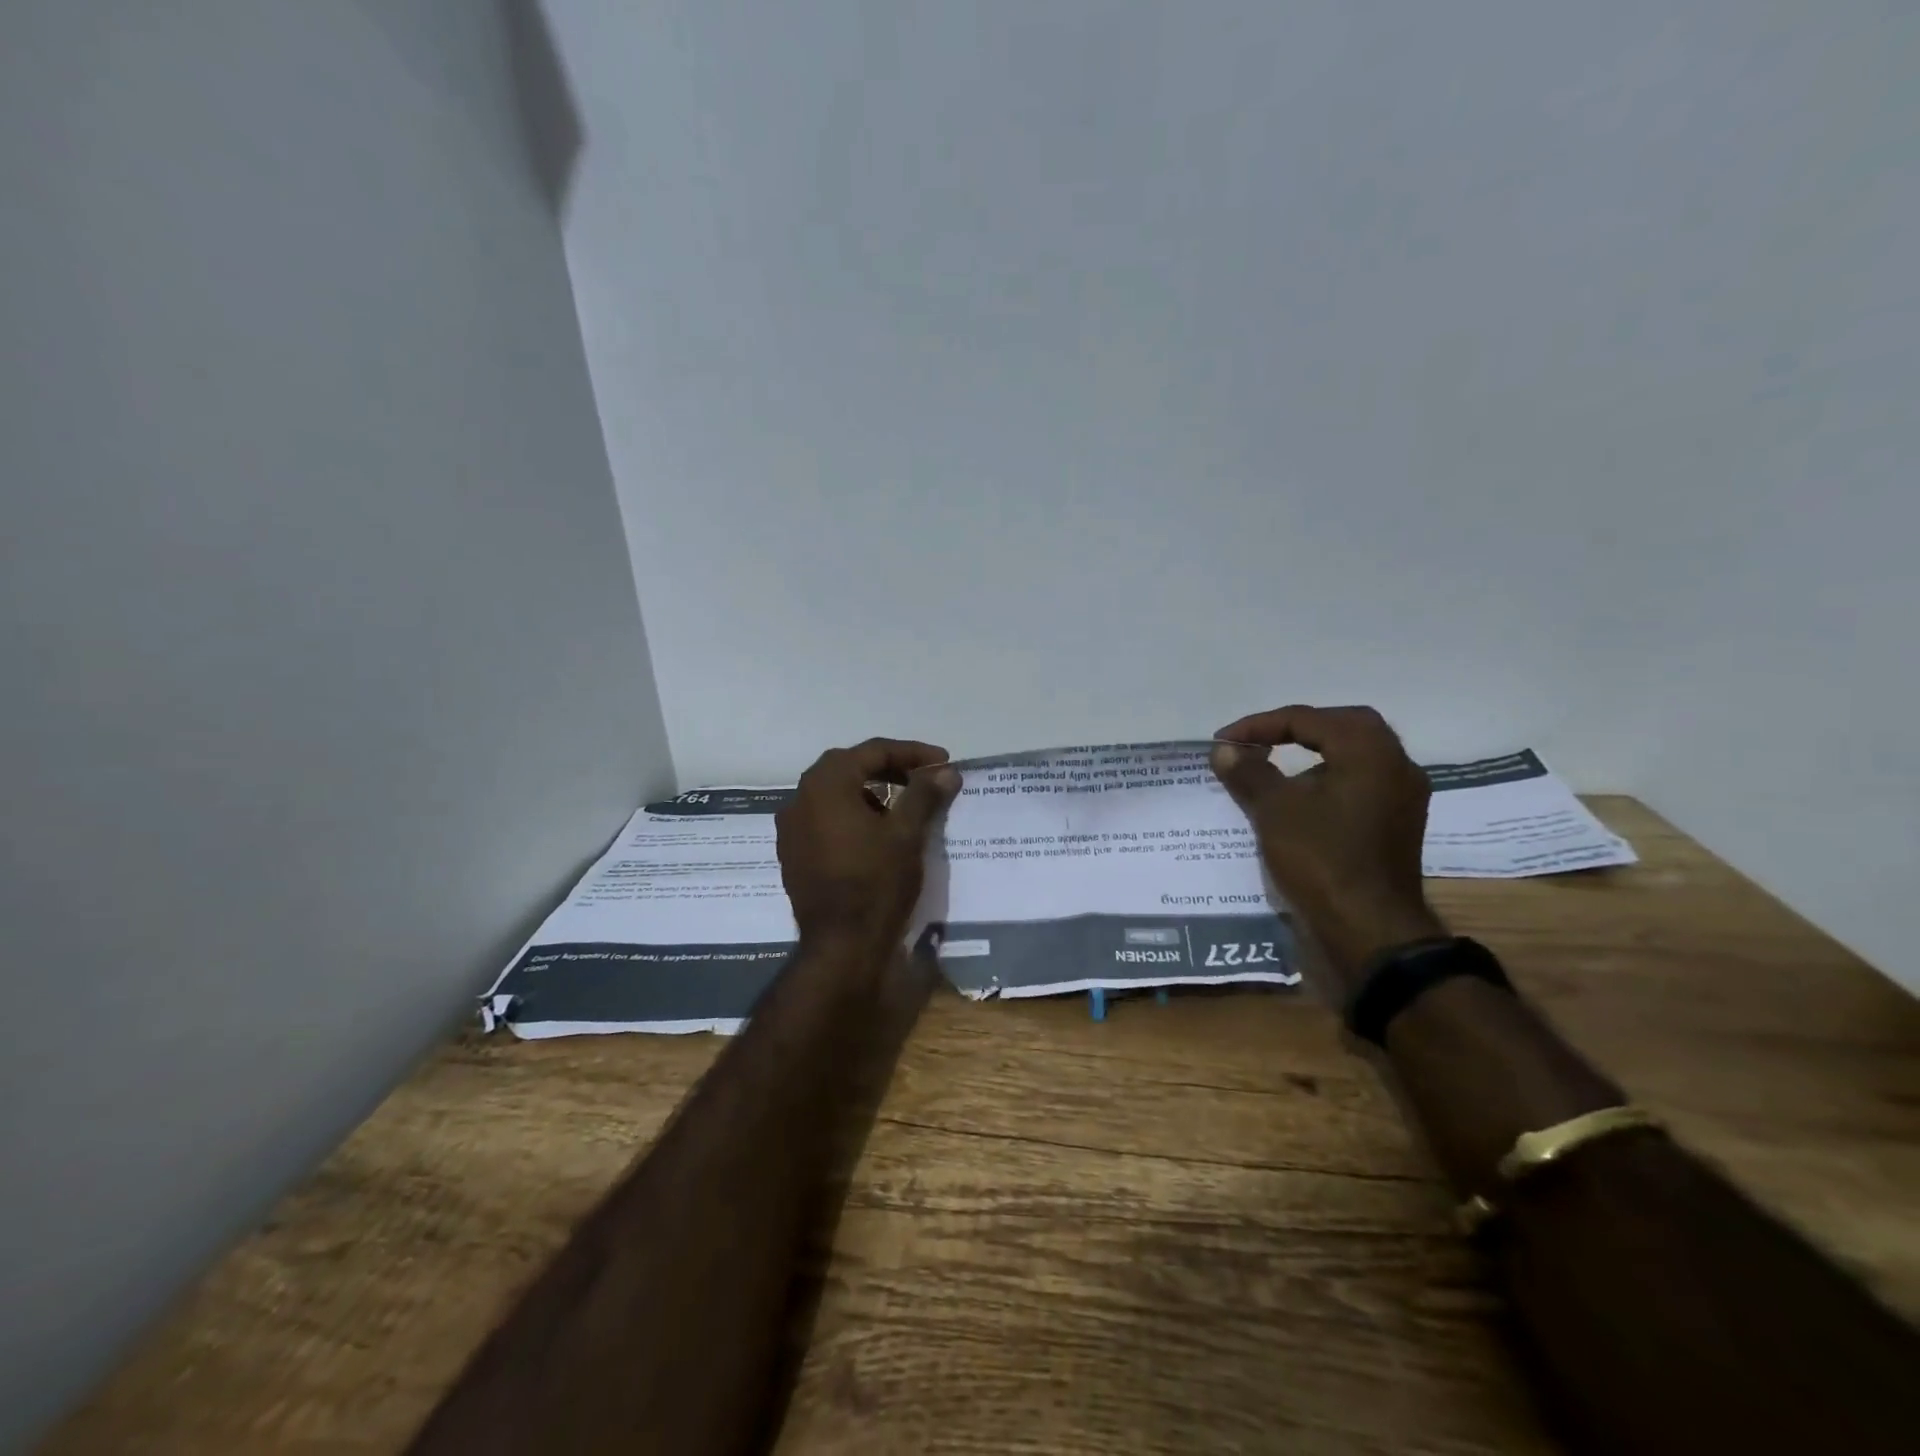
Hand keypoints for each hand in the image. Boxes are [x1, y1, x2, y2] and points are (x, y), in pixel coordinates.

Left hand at [777, 738, 959, 949]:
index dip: (912, 753)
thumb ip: (924, 794)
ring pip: (835, 794)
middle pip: (849, 767)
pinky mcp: (793, 854)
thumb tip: (945, 771)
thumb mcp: (906, 834)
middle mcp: (800, 799)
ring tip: (902, 808)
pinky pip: (824, 820)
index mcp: (825, 784)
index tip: (943, 763)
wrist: (841, 947)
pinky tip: (875, 835)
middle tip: (923, 779)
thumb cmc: (876, 883)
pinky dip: (852, 816)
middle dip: (888, 768)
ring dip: (869, 792)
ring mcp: (791, 829)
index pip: (872, 751)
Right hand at [1211, 705, 1445, 999]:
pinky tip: (1300, 801)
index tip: (1225, 742)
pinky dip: (1328, 781)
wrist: (1370, 930)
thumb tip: (1225, 750)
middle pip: (1342, 728)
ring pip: (1354, 757)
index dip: (1260, 725)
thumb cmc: (1322, 858)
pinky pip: (1359, 785)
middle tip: (1258, 742)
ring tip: (1273, 768)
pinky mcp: (1396, 826)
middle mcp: (1395, 765)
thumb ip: (1249, 772)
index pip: (1309, 719)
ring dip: (1314, 756)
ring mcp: (1402, 798)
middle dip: (1296, 729)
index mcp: (1370, 751)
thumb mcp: (1274, 810)